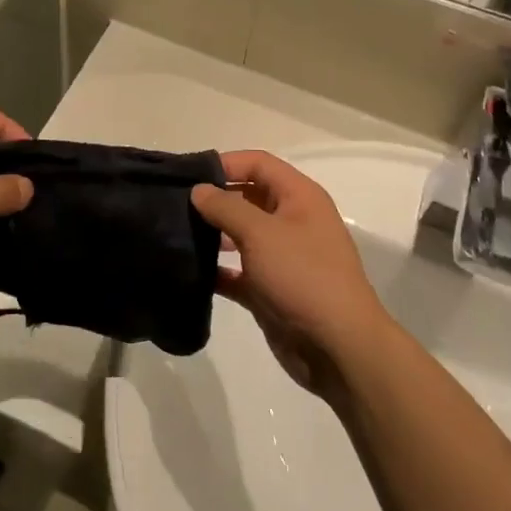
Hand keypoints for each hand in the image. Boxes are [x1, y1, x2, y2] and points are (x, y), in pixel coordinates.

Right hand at [190, 151, 395, 396]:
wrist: (338, 347)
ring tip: (174, 234)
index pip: (258, 163)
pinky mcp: (270, 289)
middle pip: (247, 196)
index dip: (225, 163)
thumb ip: (226, 207)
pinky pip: (238, 271)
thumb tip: (199, 190)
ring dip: (212, 233)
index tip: (187, 174)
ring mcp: (282, 257)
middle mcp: (292, 221)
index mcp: (299, 197)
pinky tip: (188, 270)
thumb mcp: (262, 233)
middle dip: (214, 198)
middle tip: (173, 204)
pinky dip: (217, 269)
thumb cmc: (303, 276)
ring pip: (241, 234)